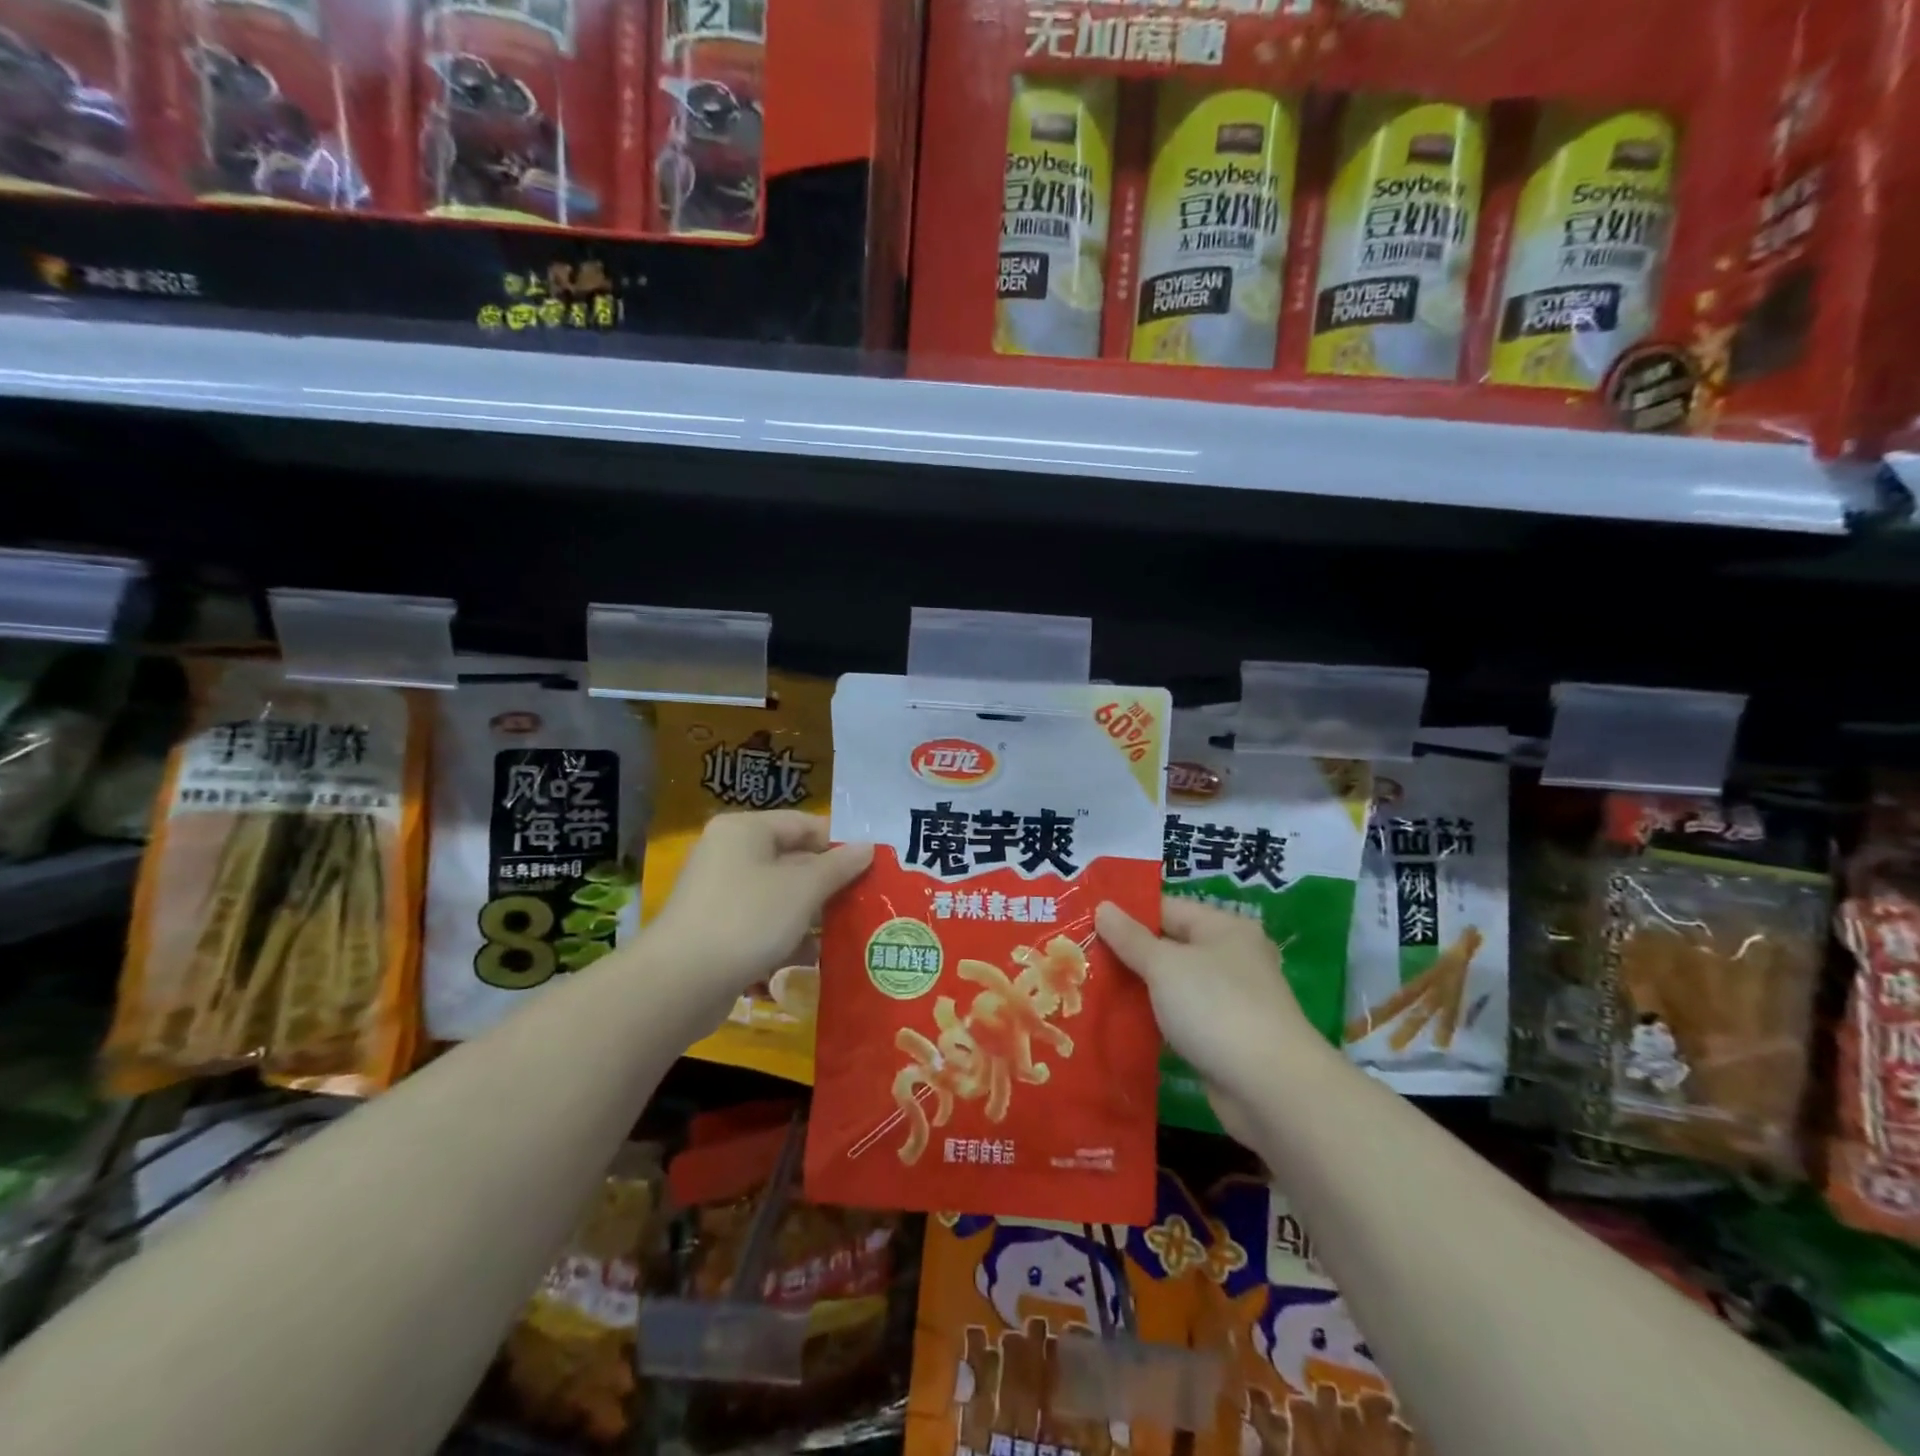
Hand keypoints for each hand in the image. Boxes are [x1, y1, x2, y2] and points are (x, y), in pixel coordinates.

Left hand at [647, 811, 871, 1016]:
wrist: (680, 983)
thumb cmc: (748, 919)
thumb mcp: (803, 889)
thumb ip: (839, 866)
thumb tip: (868, 847)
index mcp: (745, 830)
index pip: (804, 824)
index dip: (840, 843)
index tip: (872, 867)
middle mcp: (729, 853)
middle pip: (792, 859)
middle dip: (828, 883)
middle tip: (865, 901)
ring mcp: (720, 893)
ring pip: (779, 894)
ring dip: (811, 913)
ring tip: (846, 932)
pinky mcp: (717, 929)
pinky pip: (762, 922)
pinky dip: (786, 936)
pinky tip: (811, 957)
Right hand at [1096, 896, 1323, 1145]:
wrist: (1271, 1090)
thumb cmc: (1216, 1008)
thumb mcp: (1165, 965)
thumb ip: (1130, 938)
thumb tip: (1103, 906)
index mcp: (1224, 928)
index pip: (1167, 908)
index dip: (1127, 915)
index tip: (1086, 924)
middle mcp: (1231, 958)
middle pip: (1169, 947)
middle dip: (1128, 955)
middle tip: (1080, 958)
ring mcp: (1231, 1001)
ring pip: (1173, 986)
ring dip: (1139, 990)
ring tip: (1089, 990)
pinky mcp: (1225, 1039)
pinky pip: (1181, 1020)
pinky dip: (1155, 1021)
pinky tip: (1120, 1026)